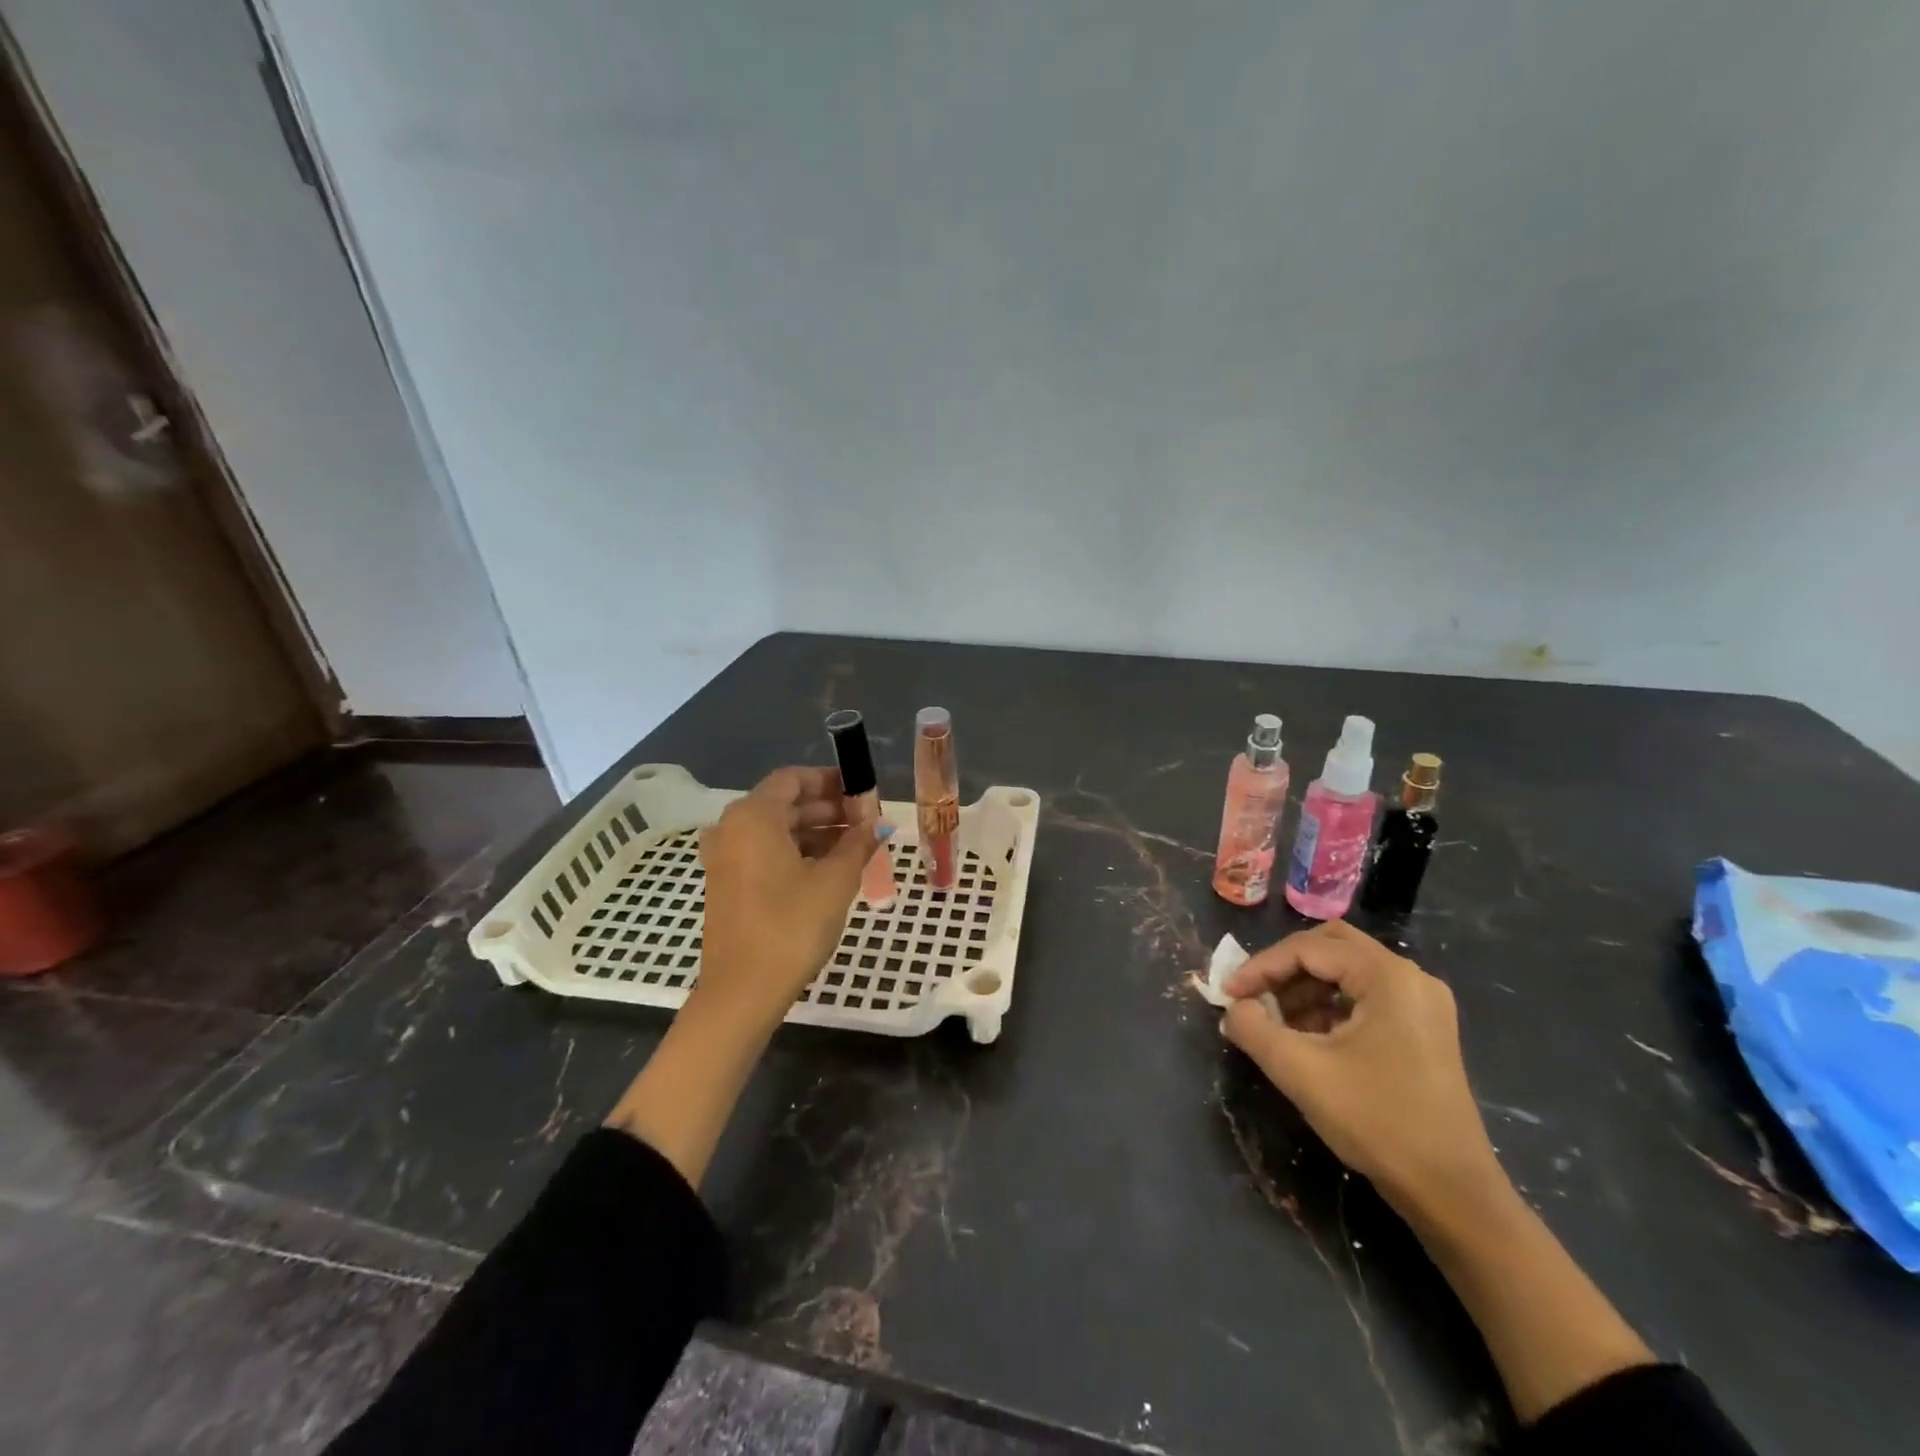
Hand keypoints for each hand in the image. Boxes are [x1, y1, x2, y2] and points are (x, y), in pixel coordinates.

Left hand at [694, 766, 887, 1030]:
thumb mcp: (835, 881)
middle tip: (866, 821)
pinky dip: (796, 852)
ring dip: (815, 832)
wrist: (742, 992)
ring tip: (855, 846)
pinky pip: (764, 852)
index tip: (863, 791)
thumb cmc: (790, 926)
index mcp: (753, 816)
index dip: (830, 781)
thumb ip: (858, 843)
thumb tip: (879, 823)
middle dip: (827, 808)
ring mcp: (725, 858)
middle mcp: (731, 828)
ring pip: (775, 829)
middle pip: (784, 803)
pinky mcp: (727, 884)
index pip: (793, 778)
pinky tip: (828, 868)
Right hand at [1221, 921, 1501, 1218]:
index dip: (1260, 967)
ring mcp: (1421, 1004)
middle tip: (1253, 996)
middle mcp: (1409, 978)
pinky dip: (1328, 1008)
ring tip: (1275, 1024)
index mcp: (1387, 976)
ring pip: (1346, 972)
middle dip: (1284, 969)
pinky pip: (1364, 997)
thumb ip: (1254, 1029)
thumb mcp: (1300, 1071)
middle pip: (1330, 947)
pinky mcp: (1423, 1029)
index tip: (1228, 995)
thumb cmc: (1377, 1121)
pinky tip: (1307, 1040)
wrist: (1452, 1193)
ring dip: (1304, 990)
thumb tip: (1234, 1009)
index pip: (1307, 948)